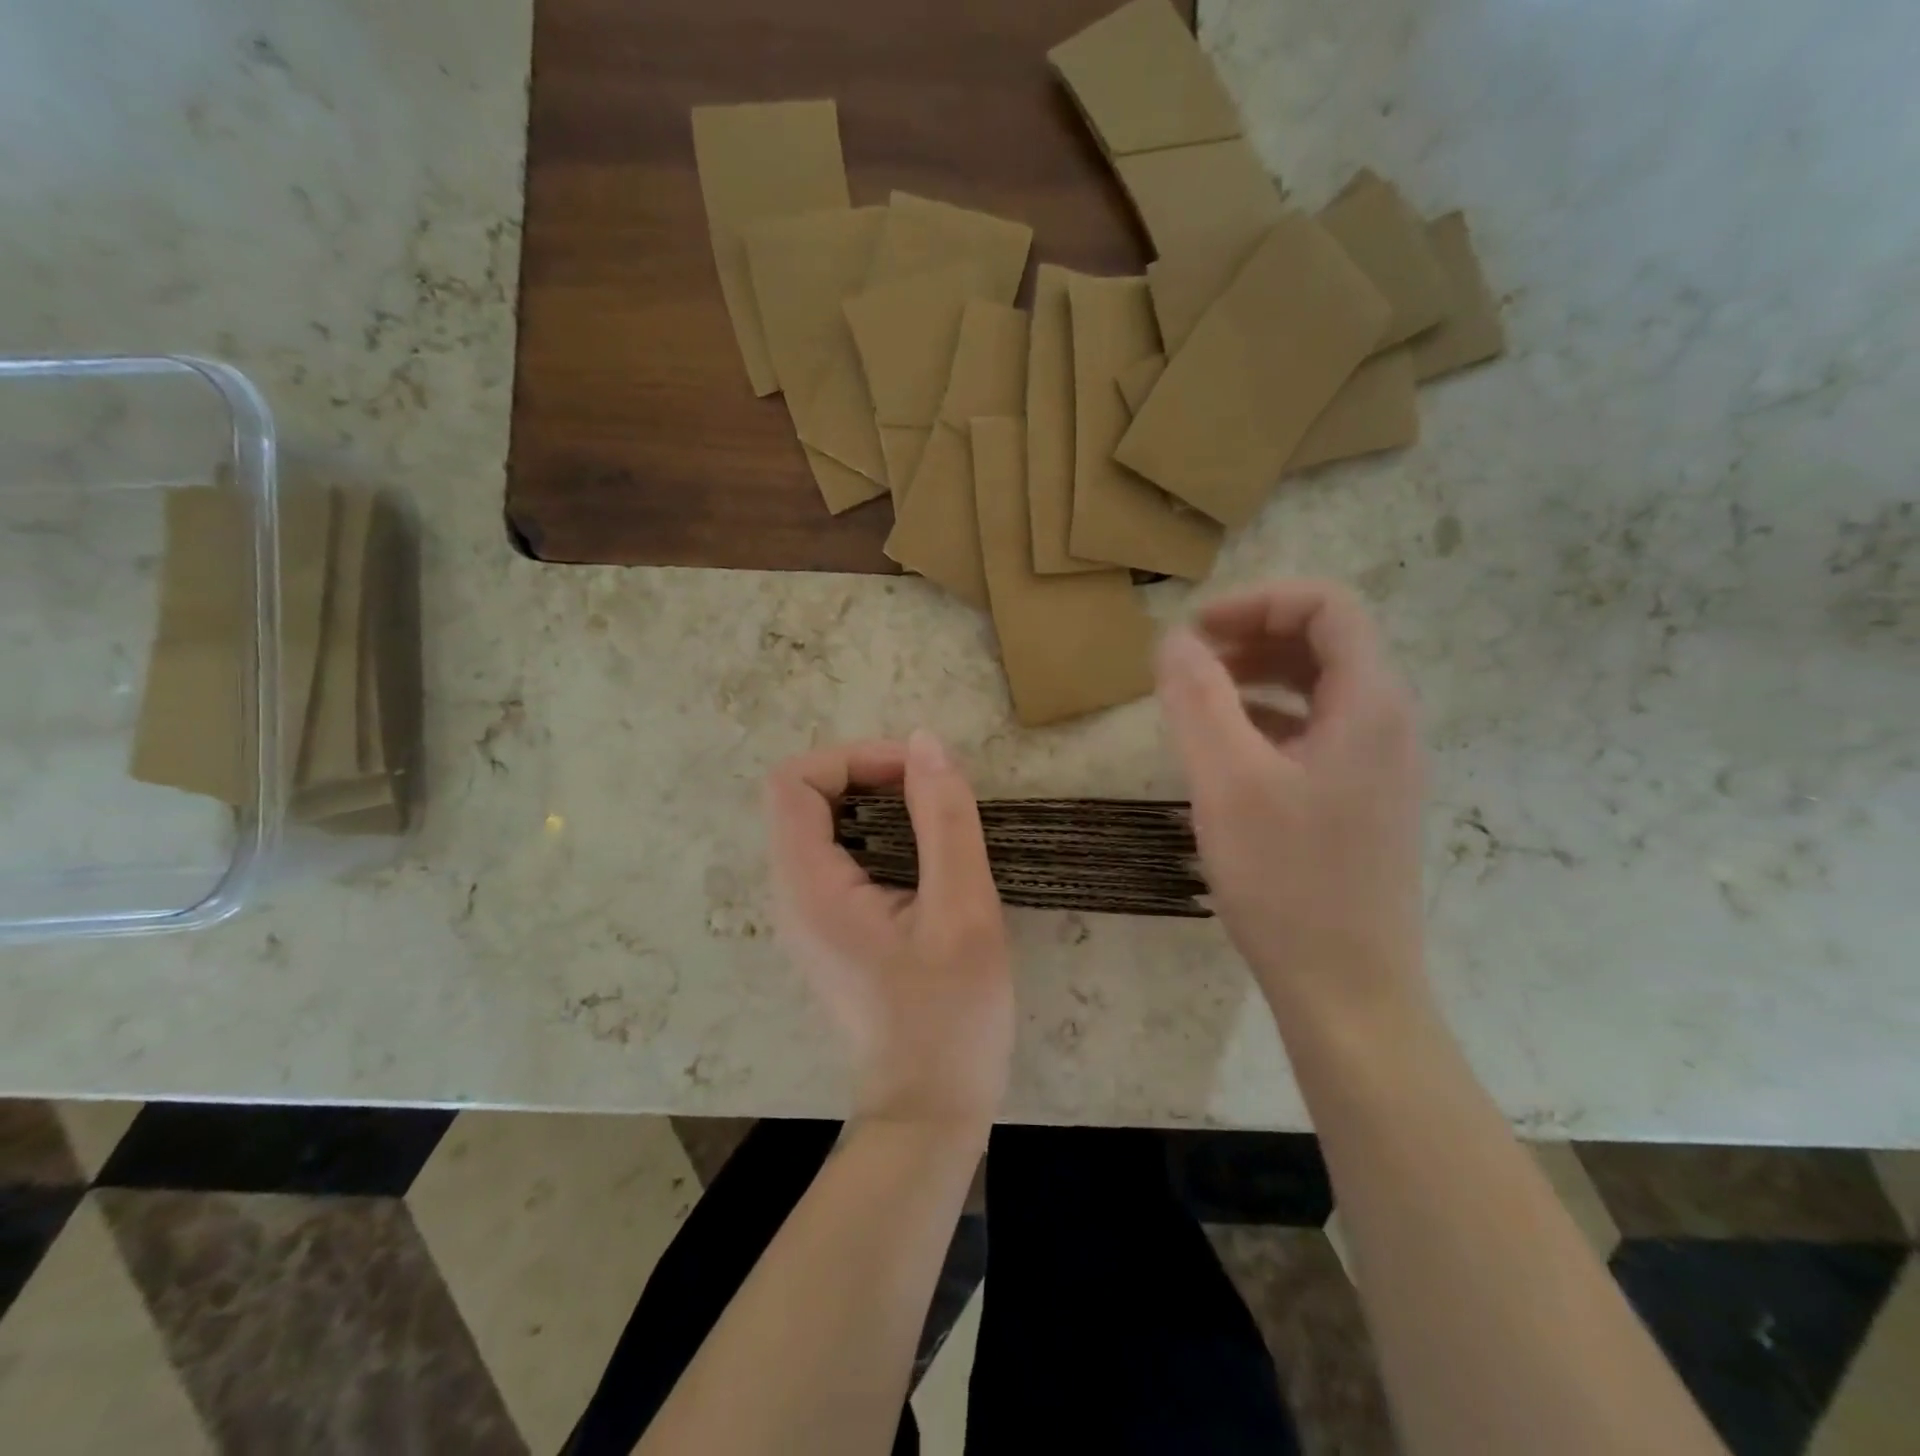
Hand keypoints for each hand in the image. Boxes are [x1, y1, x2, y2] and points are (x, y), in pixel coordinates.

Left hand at [764, 732, 1012, 1132]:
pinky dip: (880, 835)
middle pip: (805, 798)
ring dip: (878, 804)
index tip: (915, 773)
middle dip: (869, 775)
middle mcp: (792, 896)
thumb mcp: (963, 910)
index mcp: (809, 888)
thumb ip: (943, 820)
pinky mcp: (830, 930)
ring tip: (937, 820)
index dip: (852, 759)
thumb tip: (925, 742)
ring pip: (823, 825)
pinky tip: (927, 859)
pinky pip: (839, 857)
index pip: (792, 782)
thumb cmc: (950, 1016)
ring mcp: (807, 916)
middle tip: (934, 792)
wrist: (929, 1111)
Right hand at [1156, 580, 1427, 1020]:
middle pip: (1325, 643)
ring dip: (1257, 677)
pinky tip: (1225, 747)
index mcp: (1369, 705)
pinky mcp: (1359, 799)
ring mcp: (1378, 765)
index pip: (1328, 607)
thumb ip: (1198, 699)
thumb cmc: (1288, 881)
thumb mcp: (1227, 782)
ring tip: (1197, 697)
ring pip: (1318, 689)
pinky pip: (1315, 732)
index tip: (1196, 629)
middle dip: (1253, 636)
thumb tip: (1173, 639)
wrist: (1347, 990)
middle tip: (1188, 660)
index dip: (1259, 601)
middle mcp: (1386, 724)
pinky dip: (1267, 719)